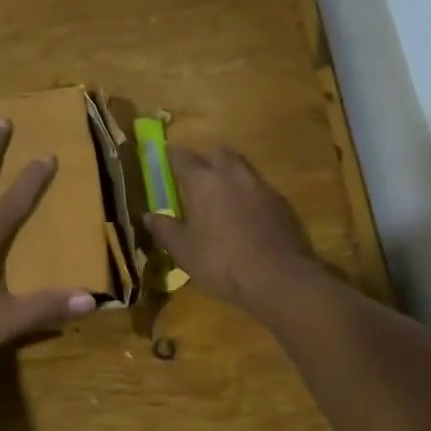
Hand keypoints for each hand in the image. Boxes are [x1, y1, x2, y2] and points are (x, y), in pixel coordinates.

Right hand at [143, 145, 322, 313]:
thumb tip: (148, 215)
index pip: (183, 156)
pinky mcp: (282, 203)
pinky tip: (245, 213)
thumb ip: (165, 229)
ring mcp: (261, 186)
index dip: (172, 155)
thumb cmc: (221, 261)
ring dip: (229, 173)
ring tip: (221, 193)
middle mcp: (232, 174)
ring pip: (242, 167)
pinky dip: (248, 193)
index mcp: (203, 181)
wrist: (278, 277)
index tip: (166, 157)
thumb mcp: (183, 250)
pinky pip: (259, 188)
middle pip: (218, 152)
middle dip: (206, 158)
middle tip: (196, 174)